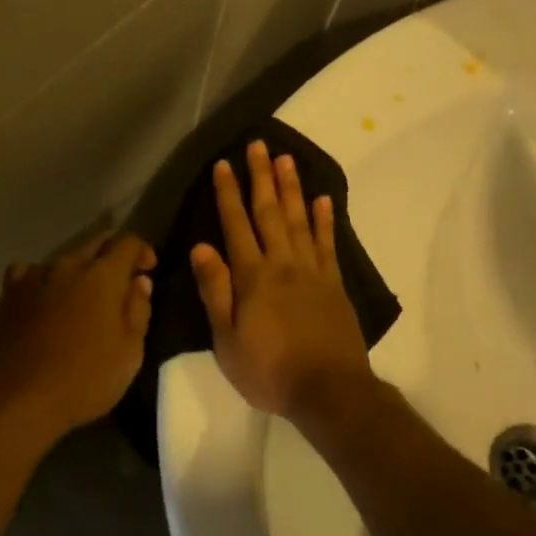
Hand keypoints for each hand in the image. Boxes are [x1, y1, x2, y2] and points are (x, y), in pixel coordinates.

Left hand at [0, 231, 156, 431]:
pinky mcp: (10, 291)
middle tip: (121, 283)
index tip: (148, 270)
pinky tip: (44, 300)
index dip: (142, 251)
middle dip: (113, 255)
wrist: (20, 399)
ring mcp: (35, 275)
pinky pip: (31, 272)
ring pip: (65, 259)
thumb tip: (139, 281)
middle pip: (96, 243)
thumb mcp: (130, 352)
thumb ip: (138, 310)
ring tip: (82, 299)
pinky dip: (44, 280)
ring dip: (80, 270)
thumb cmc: (85, 379)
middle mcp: (69, 264)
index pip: (128, 242)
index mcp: (103, 276)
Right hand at [190, 141, 373, 420]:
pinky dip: (325, 219)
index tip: (224, 164)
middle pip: (270, 212)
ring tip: (287, 159)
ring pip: (300, 220)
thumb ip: (216, 291)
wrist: (329, 391)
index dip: (228, 194)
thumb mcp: (227, 340)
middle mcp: (283, 264)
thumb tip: (201, 247)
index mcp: (253, 277)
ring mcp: (312, 272)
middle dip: (261, 177)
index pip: (236, 226)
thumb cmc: (269, 371)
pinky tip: (322, 199)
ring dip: (291, 188)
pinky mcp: (334, 284)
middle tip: (259, 145)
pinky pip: (328, 244)